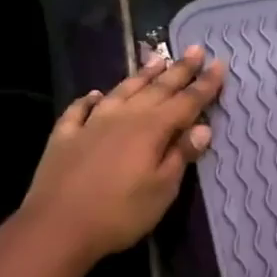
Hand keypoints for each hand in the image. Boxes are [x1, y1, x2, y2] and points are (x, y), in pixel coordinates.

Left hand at [21, 46, 224, 261]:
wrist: (57, 226)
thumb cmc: (120, 213)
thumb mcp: (162, 190)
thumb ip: (180, 156)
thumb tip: (202, 127)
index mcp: (151, 129)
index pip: (186, 102)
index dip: (205, 85)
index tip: (219, 63)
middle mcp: (123, 117)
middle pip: (156, 89)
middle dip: (179, 70)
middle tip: (195, 49)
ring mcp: (91, 123)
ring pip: (121, 91)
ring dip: (141, 75)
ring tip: (156, 59)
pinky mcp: (65, 136)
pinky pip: (80, 109)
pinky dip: (91, 99)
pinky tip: (96, 95)